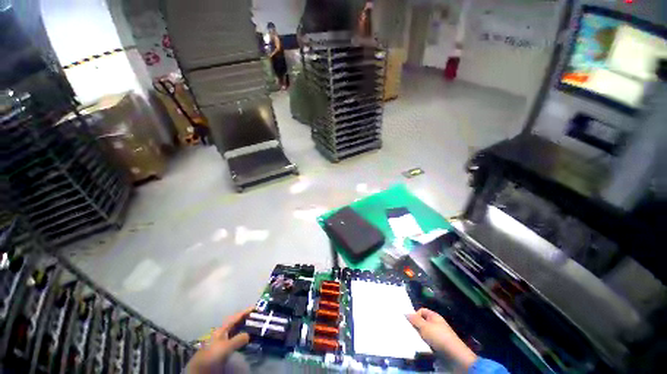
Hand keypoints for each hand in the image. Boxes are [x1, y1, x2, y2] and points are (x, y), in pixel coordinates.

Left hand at [187, 307, 253, 373]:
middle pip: (234, 323)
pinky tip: (249, 340)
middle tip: (257, 317)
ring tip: (255, 327)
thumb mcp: (226, 346)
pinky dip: (244, 337)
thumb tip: (248, 334)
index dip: (243, 313)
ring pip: (236, 331)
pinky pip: (237, 339)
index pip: (233, 319)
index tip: (254, 308)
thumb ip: (237, 340)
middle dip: (244, 319)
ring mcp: (224, 340)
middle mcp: (223, 333)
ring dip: (244, 328)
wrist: (205, 365)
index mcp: (222, 330)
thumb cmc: (214, 353)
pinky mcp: (226, 348)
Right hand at [407, 308, 476, 369]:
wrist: (450, 351)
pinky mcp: (434, 342)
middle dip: (413, 326)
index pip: (422, 311)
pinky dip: (419, 341)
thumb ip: (415, 320)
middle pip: (421, 321)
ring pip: (422, 331)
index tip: (408, 323)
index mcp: (434, 316)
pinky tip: (415, 345)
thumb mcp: (425, 327)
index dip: (414, 315)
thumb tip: (406, 312)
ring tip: (409, 340)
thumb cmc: (438, 336)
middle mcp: (435, 323)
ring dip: (416, 335)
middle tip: (405, 332)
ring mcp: (435, 333)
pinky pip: (424, 339)